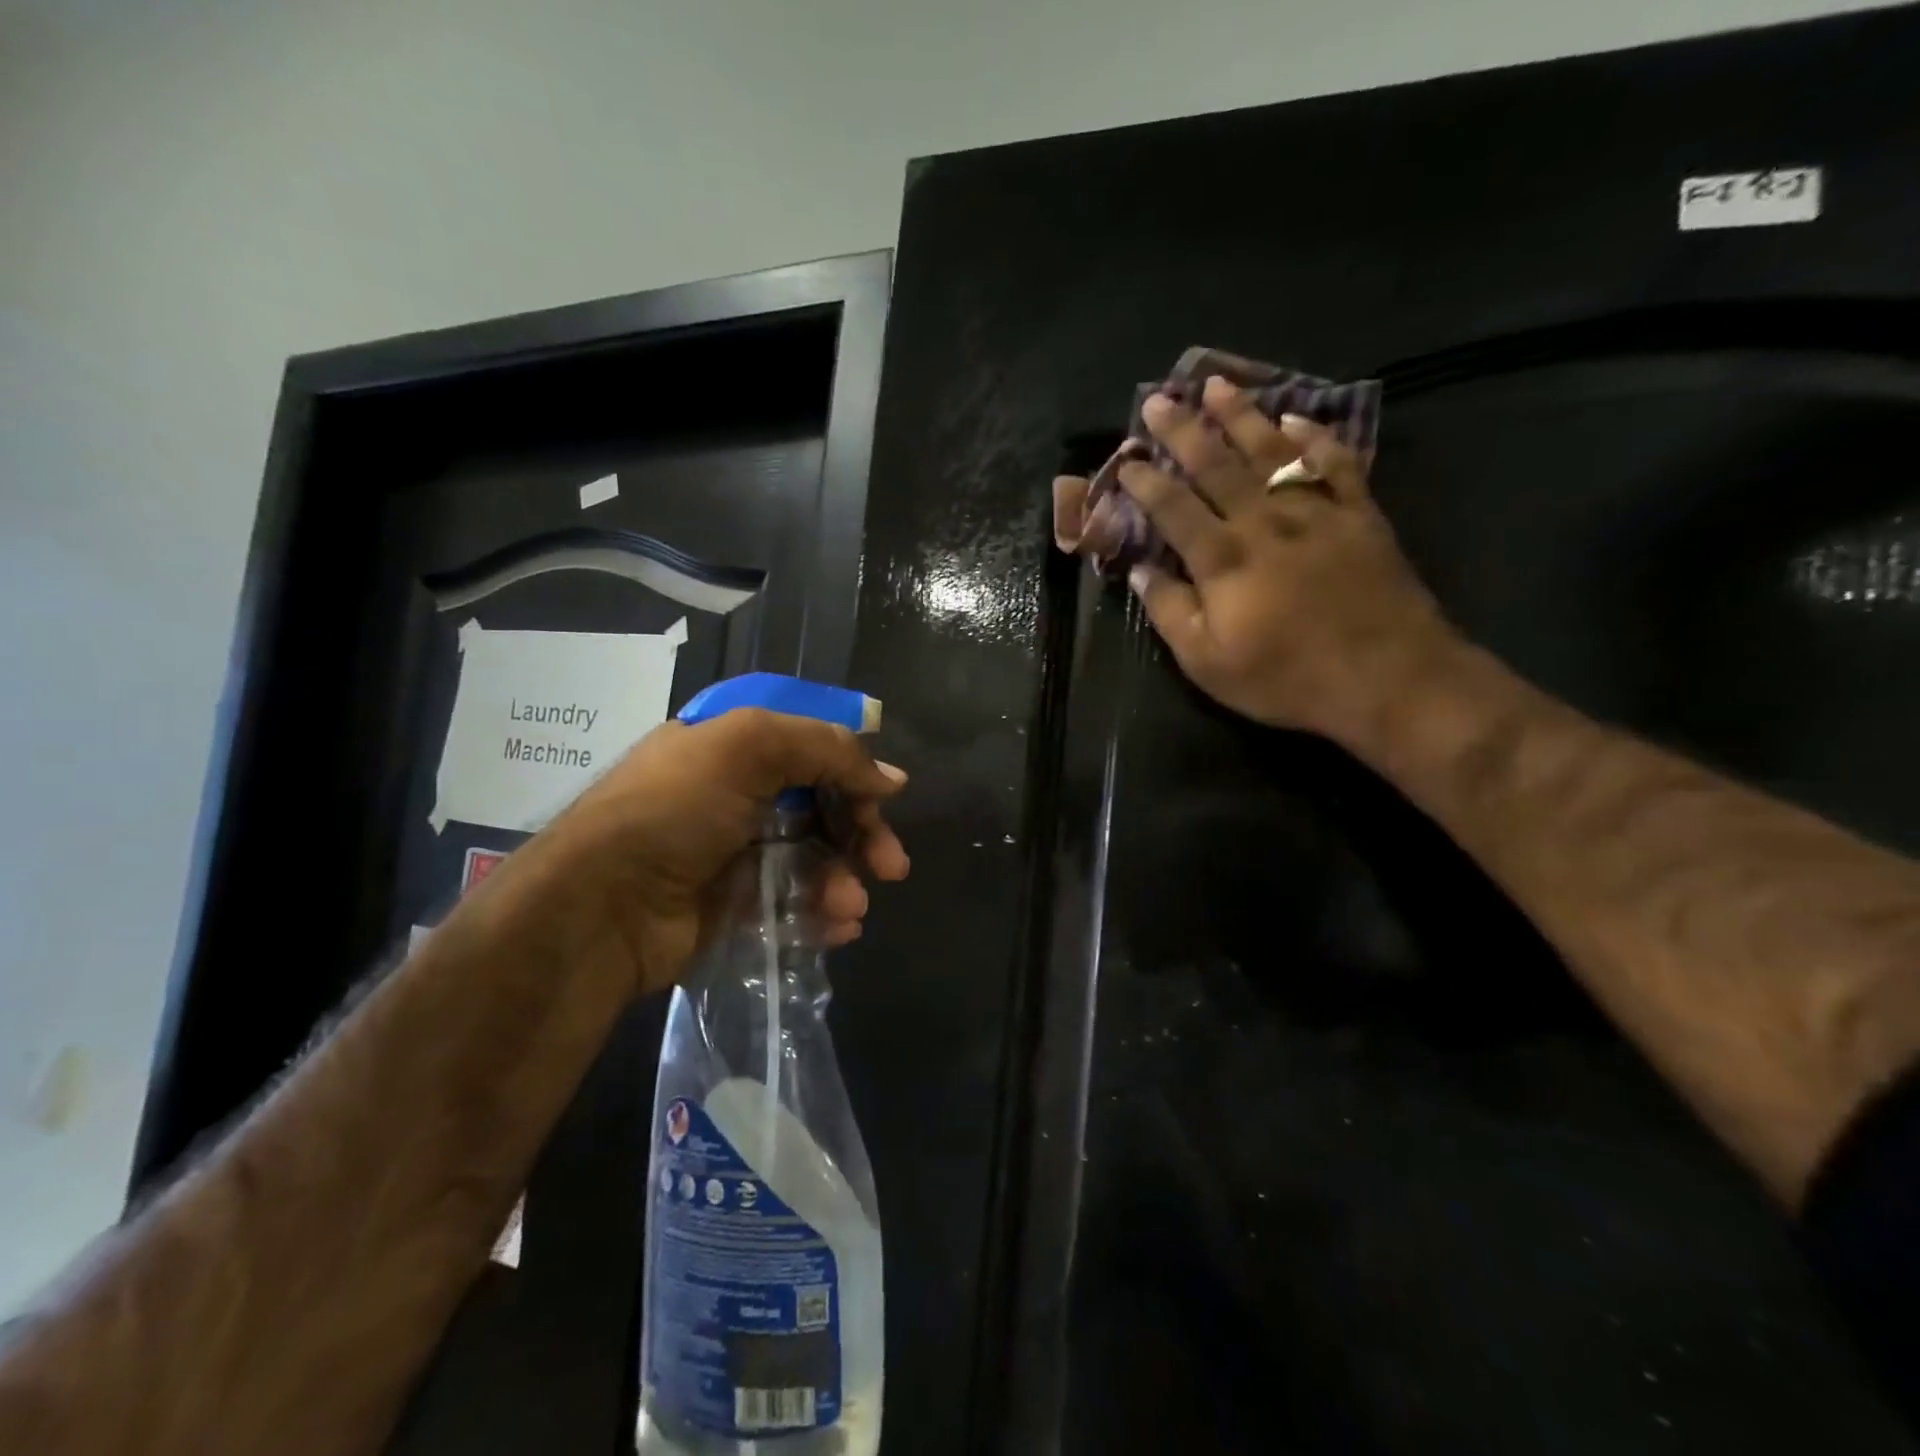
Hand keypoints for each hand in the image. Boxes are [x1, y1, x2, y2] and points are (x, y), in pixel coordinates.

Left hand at [546, 708, 909, 993]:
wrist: (602, 908)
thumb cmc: (674, 810)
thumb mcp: (747, 746)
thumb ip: (825, 749)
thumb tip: (891, 780)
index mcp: (732, 746)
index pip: (811, 747)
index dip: (853, 769)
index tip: (888, 797)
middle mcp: (736, 794)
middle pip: (822, 804)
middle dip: (862, 833)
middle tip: (892, 865)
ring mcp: (735, 852)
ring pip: (813, 858)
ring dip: (843, 879)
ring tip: (851, 905)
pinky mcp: (735, 906)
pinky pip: (795, 903)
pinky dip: (822, 913)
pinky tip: (840, 927)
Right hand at [1053, 376, 1457, 744]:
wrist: (1388, 678)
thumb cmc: (1286, 678)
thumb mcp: (1208, 663)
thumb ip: (1170, 612)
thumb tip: (1138, 571)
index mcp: (1222, 560)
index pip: (1173, 508)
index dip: (1145, 481)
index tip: (1125, 461)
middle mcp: (1264, 522)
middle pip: (1217, 465)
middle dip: (1183, 431)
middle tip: (1159, 400)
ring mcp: (1316, 512)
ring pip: (1272, 451)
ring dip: (1241, 416)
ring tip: (1217, 385)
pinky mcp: (1358, 515)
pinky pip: (1334, 463)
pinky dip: (1314, 437)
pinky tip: (1297, 418)